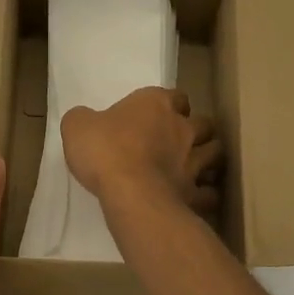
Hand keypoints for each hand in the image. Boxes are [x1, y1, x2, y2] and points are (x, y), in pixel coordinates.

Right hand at [62, 88, 221, 215]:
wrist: (129, 191)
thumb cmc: (104, 150)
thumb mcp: (77, 126)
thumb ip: (84, 119)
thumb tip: (85, 120)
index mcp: (156, 104)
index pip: (176, 96)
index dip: (171, 105)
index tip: (160, 115)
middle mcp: (183, 128)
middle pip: (204, 124)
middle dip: (197, 131)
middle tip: (182, 142)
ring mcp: (194, 162)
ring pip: (216, 154)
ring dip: (209, 159)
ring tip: (196, 168)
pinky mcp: (197, 193)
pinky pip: (210, 193)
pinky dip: (206, 195)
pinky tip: (195, 199)